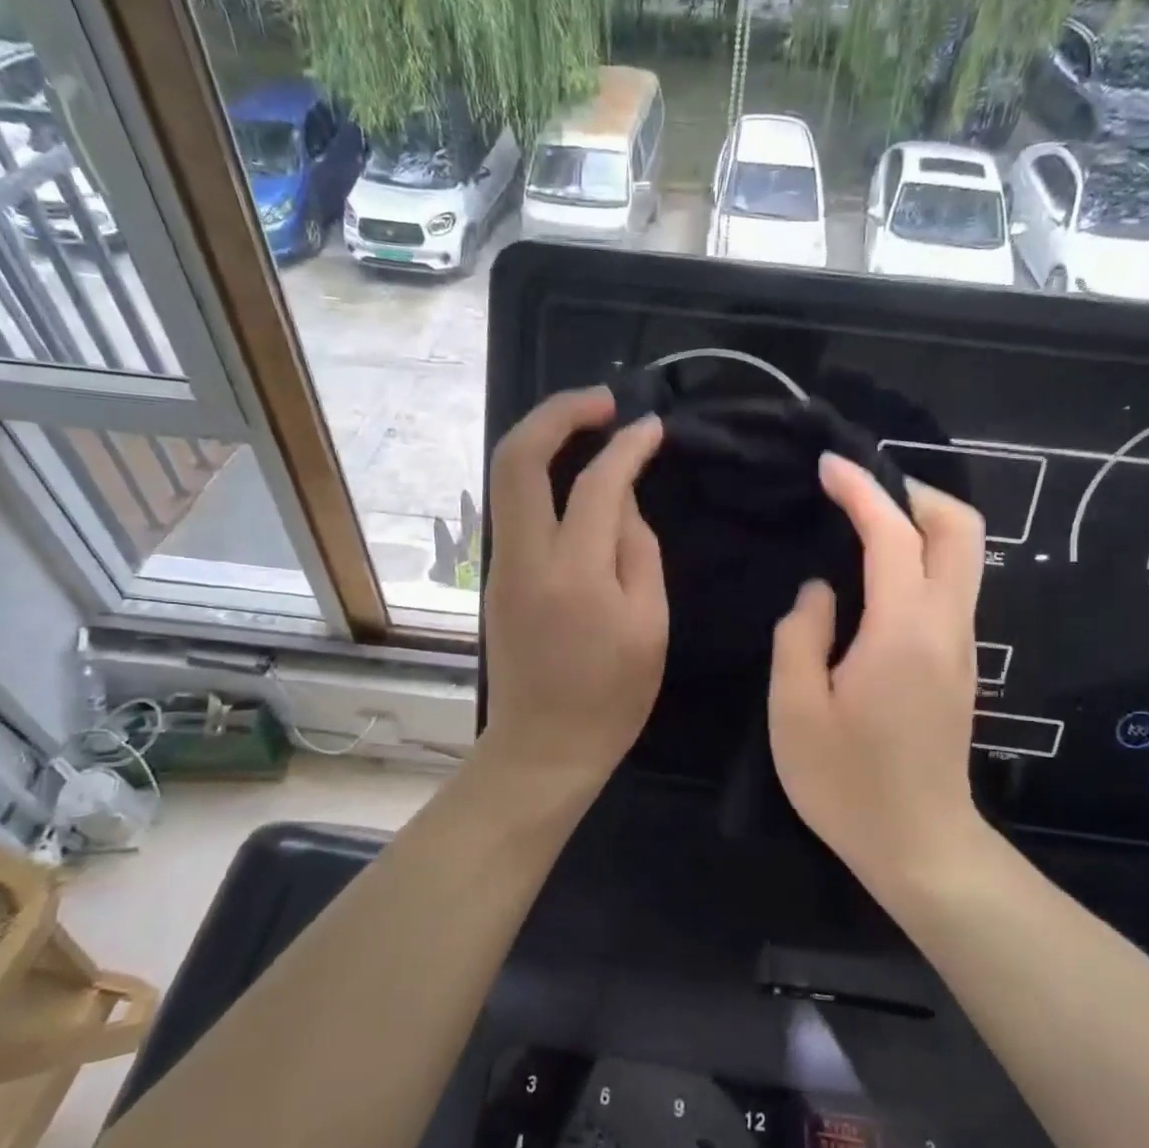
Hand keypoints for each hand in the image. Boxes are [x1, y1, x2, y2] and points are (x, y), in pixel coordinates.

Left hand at [479, 387, 667, 786]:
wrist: (542, 747)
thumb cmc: (611, 697)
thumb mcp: (649, 625)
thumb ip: (638, 550)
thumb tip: (621, 497)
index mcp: (574, 574)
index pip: (598, 484)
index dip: (628, 446)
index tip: (653, 426)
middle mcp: (524, 557)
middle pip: (518, 457)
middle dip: (558, 412)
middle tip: (603, 400)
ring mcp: (500, 565)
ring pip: (507, 477)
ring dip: (544, 437)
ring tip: (591, 426)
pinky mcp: (495, 576)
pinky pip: (513, 506)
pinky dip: (539, 474)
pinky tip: (573, 476)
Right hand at [769, 454, 988, 890]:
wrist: (920, 845)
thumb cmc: (847, 783)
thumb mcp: (795, 712)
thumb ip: (799, 637)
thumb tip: (819, 594)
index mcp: (903, 632)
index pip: (893, 536)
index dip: (861, 491)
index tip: (828, 465)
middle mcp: (947, 627)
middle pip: (960, 529)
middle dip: (914, 492)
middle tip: (860, 490)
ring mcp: (963, 646)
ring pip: (965, 556)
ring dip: (921, 523)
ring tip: (863, 522)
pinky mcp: (962, 665)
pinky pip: (952, 586)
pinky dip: (923, 557)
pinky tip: (878, 574)